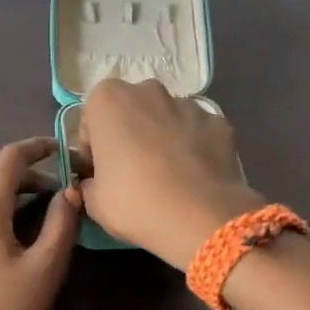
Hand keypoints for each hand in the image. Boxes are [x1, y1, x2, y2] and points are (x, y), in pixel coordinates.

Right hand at [79, 79, 262, 267]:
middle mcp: (148, 91)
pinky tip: (194, 177)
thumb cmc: (135, 203)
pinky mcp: (219, 122)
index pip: (92, 119)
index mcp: (108, 100)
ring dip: (162, 138)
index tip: (100, 172)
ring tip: (168, 176)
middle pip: (131, 111)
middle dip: (130, 134)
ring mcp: (188, 104)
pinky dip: (193, 148)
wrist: (200, 218)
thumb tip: (97, 183)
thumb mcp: (94, 202)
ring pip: (166, 118)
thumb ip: (90, 183)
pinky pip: (197, 132)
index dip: (94, 147)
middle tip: (132, 172)